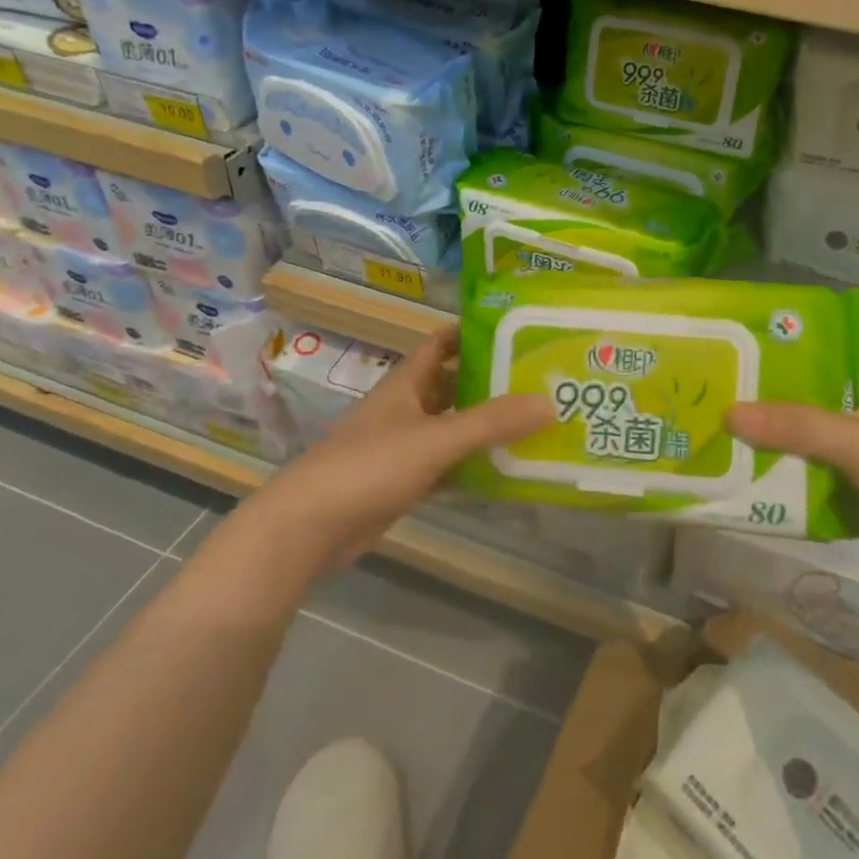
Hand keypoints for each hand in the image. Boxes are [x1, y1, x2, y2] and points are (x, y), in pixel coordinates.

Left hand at [255, 327, 550, 571]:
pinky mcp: (401, 482)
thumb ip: (492, 422)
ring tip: (532, 423)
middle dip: (489, 382)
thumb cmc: (370, 466)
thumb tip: (550, 403)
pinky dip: (470, 466)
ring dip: (483, 426)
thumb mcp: (436, 440)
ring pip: (450, 427)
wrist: (308, 528)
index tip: (515, 331)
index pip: (441, 344)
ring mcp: (401, 446)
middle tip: (537, 381)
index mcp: (406, 384)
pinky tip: (502, 471)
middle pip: (451, 385)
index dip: (472, 333)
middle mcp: (404, 408)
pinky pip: (445, 465)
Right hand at [726, 345, 858, 586]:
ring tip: (722, 423)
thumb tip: (729, 413)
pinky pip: (813, 470)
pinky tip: (748, 469)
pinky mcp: (856, 487)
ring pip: (809, 433)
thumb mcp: (858, 441)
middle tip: (721, 381)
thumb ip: (798, 426)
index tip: (750, 332)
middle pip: (813, 390)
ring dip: (775, 433)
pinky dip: (786, 470)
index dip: (798, 334)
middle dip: (772, 388)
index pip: (836, 342)